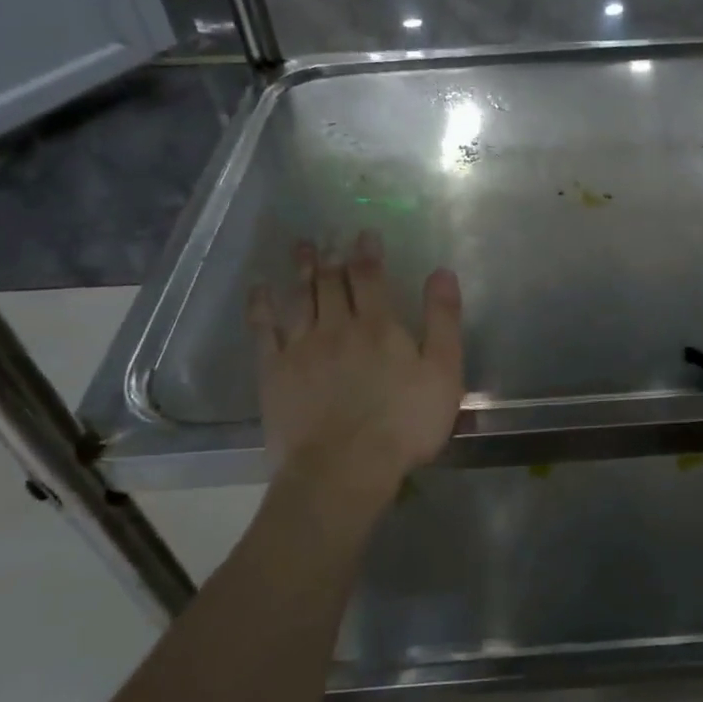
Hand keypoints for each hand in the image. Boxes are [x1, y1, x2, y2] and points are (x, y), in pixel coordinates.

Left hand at [249, 232, 464, 486]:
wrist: (345, 468)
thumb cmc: (404, 424)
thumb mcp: (443, 373)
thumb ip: (443, 321)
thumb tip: (441, 272)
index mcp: (378, 326)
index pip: (370, 277)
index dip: (367, 252)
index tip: (364, 233)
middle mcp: (336, 326)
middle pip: (330, 282)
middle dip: (331, 255)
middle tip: (326, 234)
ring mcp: (301, 347)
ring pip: (299, 298)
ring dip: (300, 269)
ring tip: (300, 247)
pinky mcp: (274, 372)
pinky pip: (264, 329)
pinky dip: (261, 305)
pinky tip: (259, 289)